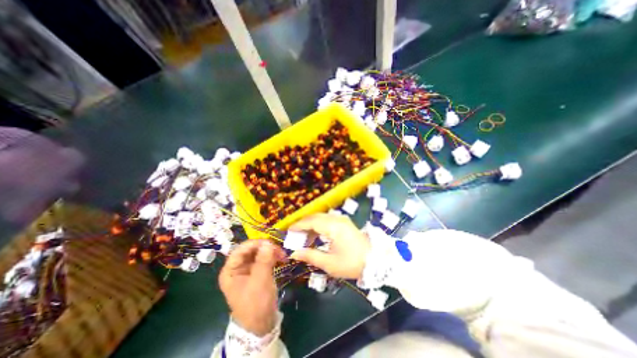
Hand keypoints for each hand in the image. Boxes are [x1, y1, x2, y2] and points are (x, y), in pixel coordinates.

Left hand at [222, 241, 286, 335]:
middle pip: (251, 250)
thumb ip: (263, 261)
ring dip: (271, 251)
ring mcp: (248, 269)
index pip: (240, 250)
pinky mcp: (258, 271)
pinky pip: (265, 258)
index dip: (254, 244)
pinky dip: (273, 257)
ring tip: (282, 254)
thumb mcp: (260, 281)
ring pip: (259, 253)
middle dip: (265, 247)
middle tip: (278, 249)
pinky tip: (281, 258)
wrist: (261, 323)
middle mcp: (238, 267)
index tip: (269, 243)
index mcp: (231, 270)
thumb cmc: (256, 304)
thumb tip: (268, 243)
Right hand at [291, 212, 374, 279]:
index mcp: (333, 227)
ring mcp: (342, 220)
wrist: (376, 261)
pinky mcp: (345, 223)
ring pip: (321, 218)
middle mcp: (337, 219)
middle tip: (294, 235)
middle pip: (315, 217)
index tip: (288, 231)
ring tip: (304, 238)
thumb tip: (294, 253)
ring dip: (311, 225)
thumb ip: (310, 256)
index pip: (311, 221)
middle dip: (303, 224)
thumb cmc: (352, 263)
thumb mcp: (329, 263)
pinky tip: (316, 236)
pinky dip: (319, 226)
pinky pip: (328, 221)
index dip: (298, 225)